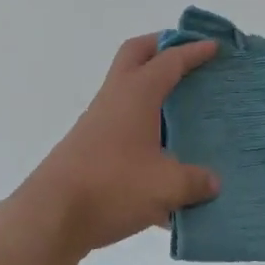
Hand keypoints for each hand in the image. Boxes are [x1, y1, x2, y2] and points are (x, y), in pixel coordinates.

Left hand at [9, 35, 220, 258]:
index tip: (214, 47)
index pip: (169, 61)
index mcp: (136, 94)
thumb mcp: (166, 186)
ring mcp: (97, 123)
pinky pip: (121, 126)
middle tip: (188, 57)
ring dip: (151, 90)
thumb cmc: (112, 187)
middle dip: (162, 48)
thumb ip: (194, 181)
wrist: (50, 217)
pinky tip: (163, 166)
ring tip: (182, 110)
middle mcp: (114, 99)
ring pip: (126, 90)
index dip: (193, 51)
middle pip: (135, 55)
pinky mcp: (89, 148)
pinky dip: (143, 130)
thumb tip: (212, 183)